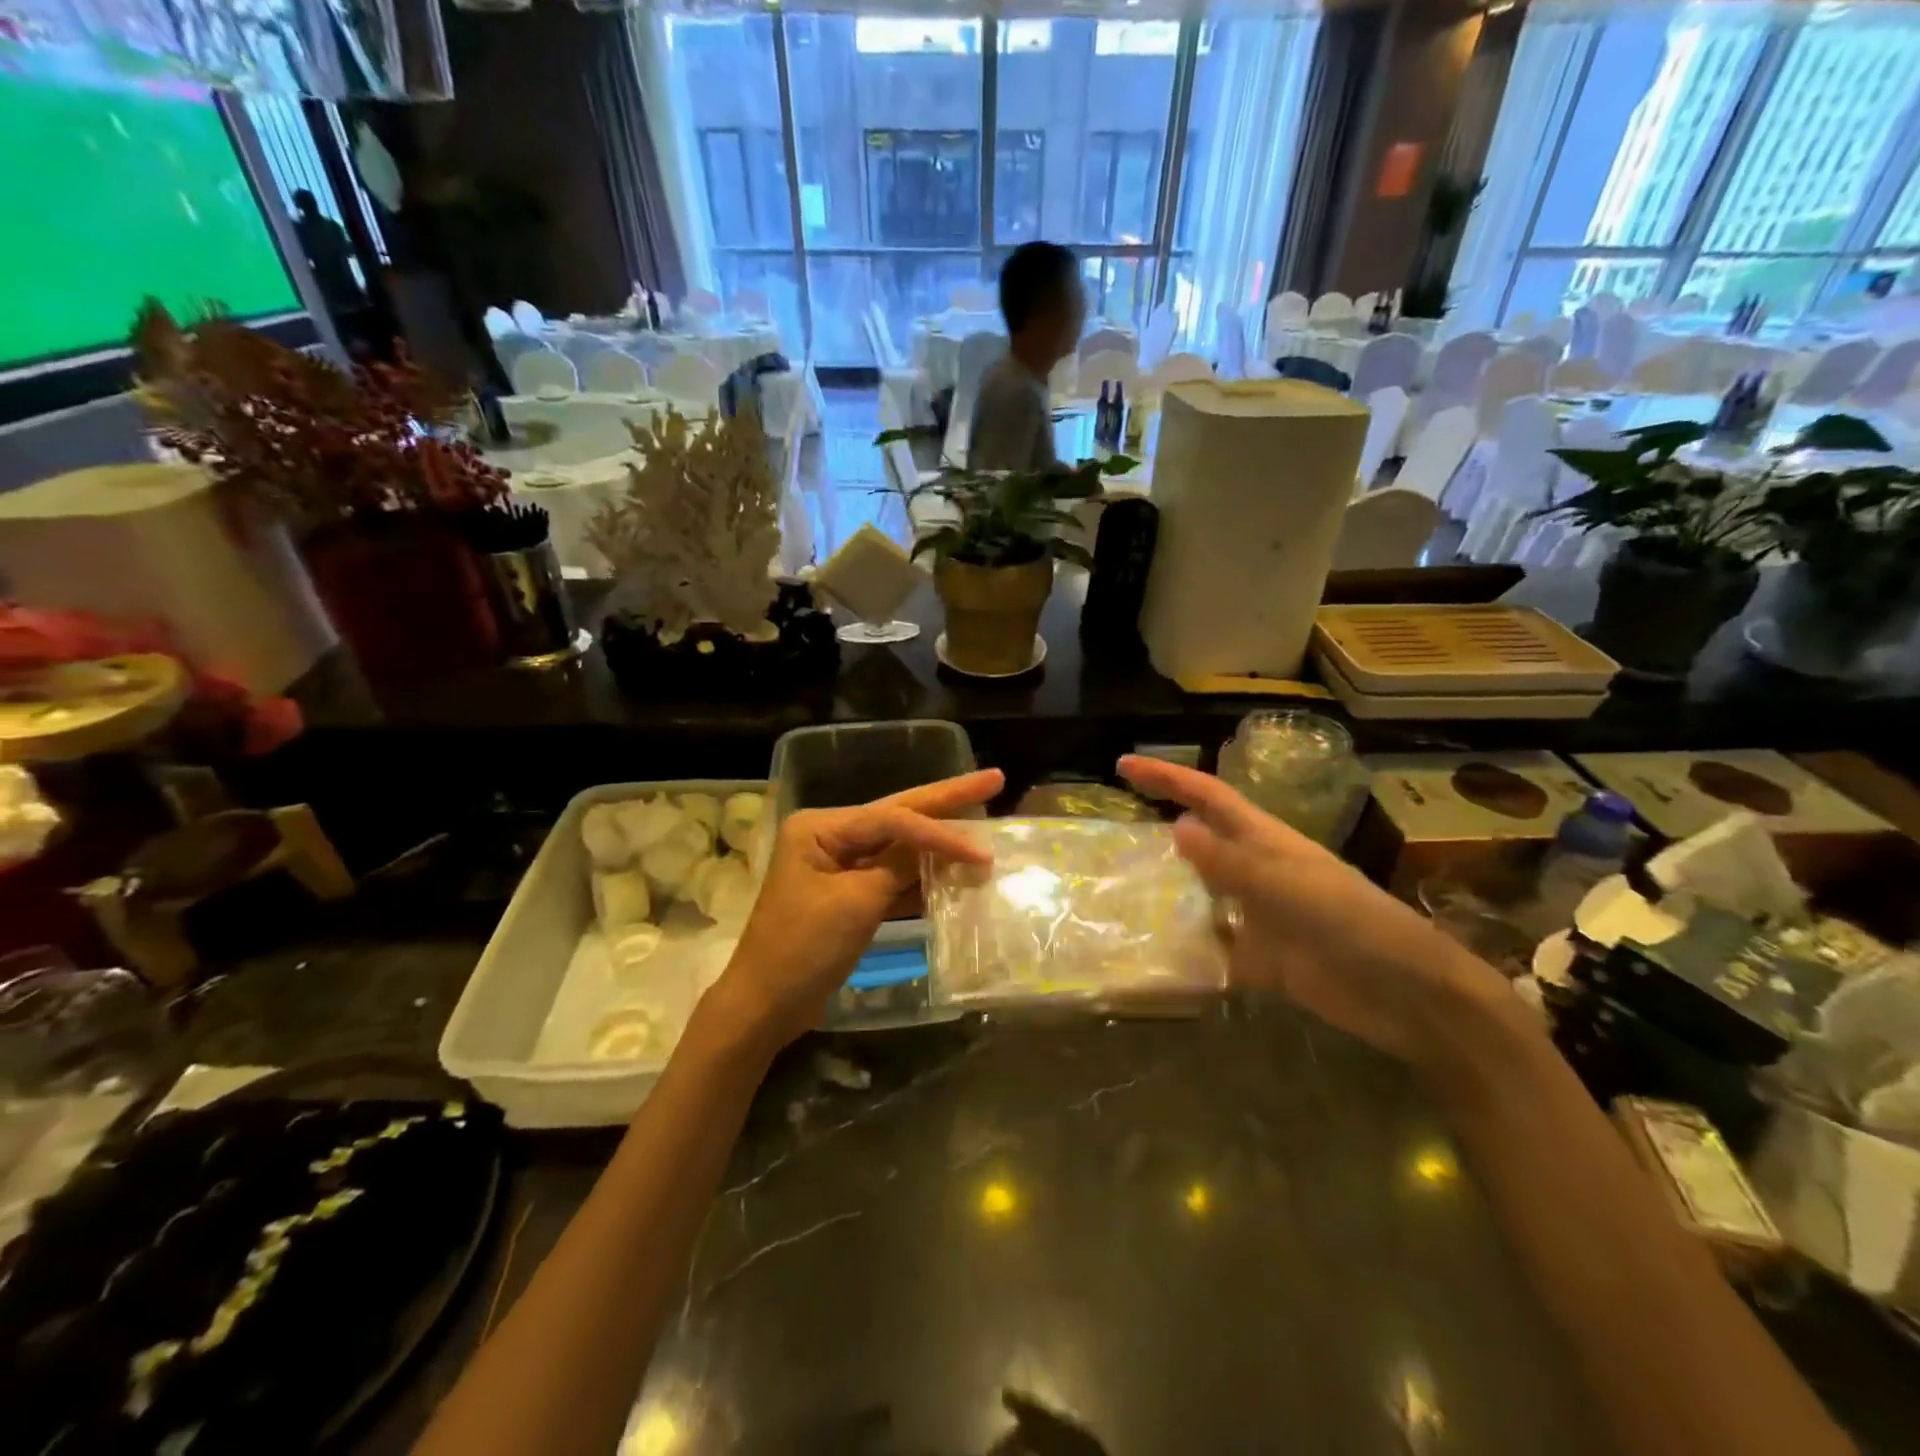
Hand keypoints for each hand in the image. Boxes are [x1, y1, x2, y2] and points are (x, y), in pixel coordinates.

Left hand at [712, 770, 1003, 1045]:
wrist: (766, 1006)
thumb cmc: (804, 949)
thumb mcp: (856, 903)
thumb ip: (901, 866)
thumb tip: (945, 843)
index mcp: (820, 828)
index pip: (893, 819)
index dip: (941, 833)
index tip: (983, 852)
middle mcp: (830, 836)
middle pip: (898, 816)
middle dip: (946, 800)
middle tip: (994, 779)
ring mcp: (839, 865)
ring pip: (899, 847)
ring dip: (939, 843)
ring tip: (983, 821)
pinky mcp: (848, 894)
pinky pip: (892, 876)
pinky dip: (922, 878)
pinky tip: (956, 872)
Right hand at [1118, 756, 1512, 1067]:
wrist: (1406, 994)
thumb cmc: (1350, 921)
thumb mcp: (1285, 884)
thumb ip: (1229, 861)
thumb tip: (1175, 826)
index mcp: (1265, 841)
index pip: (1207, 797)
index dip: (1166, 778)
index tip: (1122, 766)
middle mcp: (1257, 872)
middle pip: (1201, 840)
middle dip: (1160, 826)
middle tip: (1111, 830)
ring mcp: (1259, 916)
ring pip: (1202, 895)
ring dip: (1168, 891)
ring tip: (1119, 893)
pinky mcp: (1261, 960)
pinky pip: (1213, 950)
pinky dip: (1188, 952)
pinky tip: (1155, 957)